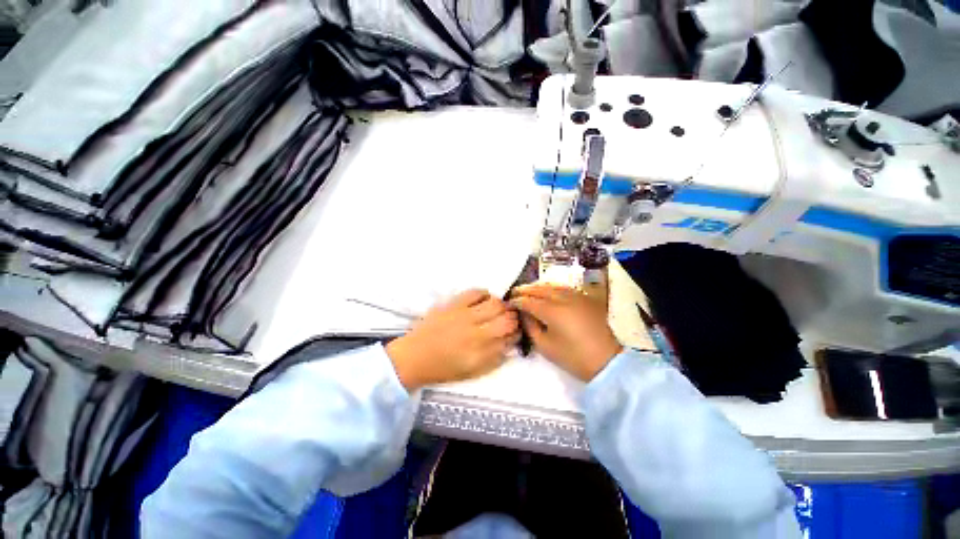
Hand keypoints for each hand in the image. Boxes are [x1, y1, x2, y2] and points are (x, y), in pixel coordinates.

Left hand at [386, 289, 519, 390]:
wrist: (414, 357)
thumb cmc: (444, 368)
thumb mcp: (472, 372)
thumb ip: (495, 359)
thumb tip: (511, 344)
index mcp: (481, 353)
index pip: (510, 338)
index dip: (517, 333)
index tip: (516, 332)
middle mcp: (476, 333)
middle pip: (507, 319)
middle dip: (514, 318)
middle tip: (509, 320)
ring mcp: (464, 315)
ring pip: (495, 304)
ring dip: (502, 306)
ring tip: (498, 310)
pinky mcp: (454, 304)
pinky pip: (476, 292)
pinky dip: (485, 294)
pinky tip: (485, 300)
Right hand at [510, 284, 621, 380]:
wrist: (606, 361)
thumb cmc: (573, 357)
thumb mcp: (545, 346)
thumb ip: (530, 327)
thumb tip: (524, 314)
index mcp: (553, 311)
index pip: (529, 301)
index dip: (517, 301)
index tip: (509, 302)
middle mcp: (564, 298)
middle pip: (540, 289)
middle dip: (526, 290)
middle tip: (515, 291)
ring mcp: (577, 296)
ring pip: (553, 285)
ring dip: (538, 286)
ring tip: (528, 289)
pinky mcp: (586, 298)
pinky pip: (565, 288)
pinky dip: (552, 287)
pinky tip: (548, 290)